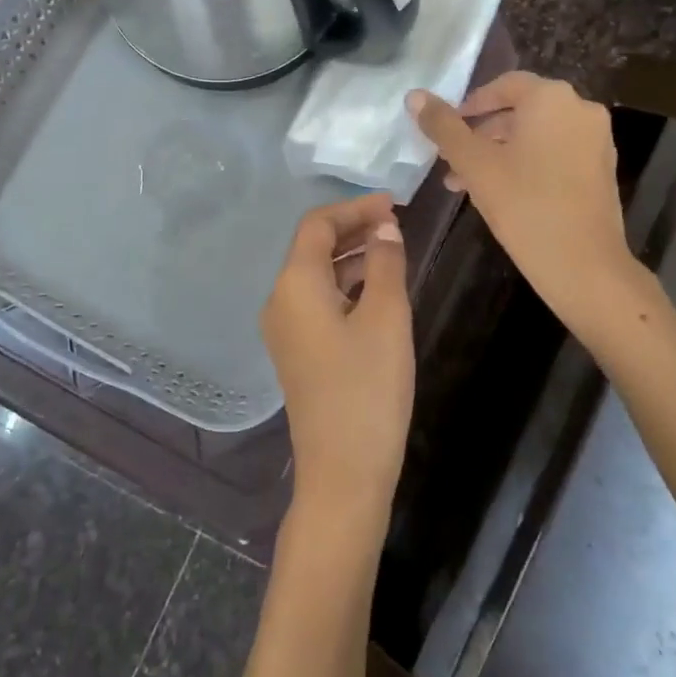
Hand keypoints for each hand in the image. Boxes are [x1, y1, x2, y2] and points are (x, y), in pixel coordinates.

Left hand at [261, 193, 414, 522]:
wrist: (343, 472)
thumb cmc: (368, 389)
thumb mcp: (386, 318)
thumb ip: (384, 263)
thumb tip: (383, 227)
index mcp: (295, 285)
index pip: (317, 225)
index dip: (354, 208)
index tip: (393, 204)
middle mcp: (279, 300)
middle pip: (311, 247)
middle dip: (352, 229)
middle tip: (395, 223)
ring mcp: (284, 329)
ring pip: (314, 275)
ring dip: (349, 256)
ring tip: (391, 249)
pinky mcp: (296, 352)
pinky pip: (316, 300)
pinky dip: (344, 284)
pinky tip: (375, 289)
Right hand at [410, 74, 645, 332]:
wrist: (583, 264)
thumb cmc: (523, 205)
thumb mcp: (473, 163)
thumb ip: (443, 126)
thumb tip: (415, 95)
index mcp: (551, 98)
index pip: (504, 85)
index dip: (470, 103)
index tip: (445, 127)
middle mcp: (580, 109)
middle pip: (520, 111)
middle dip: (481, 133)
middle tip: (450, 159)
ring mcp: (596, 140)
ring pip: (536, 135)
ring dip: (499, 152)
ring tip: (464, 183)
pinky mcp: (601, 169)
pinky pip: (555, 153)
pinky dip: (526, 164)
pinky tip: (499, 193)